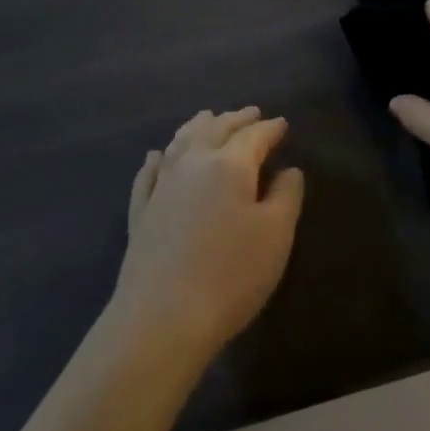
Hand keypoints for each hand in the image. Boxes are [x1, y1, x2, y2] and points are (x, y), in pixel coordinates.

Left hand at [111, 107, 304, 361]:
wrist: (161, 318)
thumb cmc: (231, 275)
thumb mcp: (275, 235)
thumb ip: (286, 196)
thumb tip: (288, 169)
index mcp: (229, 165)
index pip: (254, 136)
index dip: (270, 128)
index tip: (282, 123)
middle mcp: (192, 164)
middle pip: (214, 130)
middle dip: (235, 119)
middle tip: (250, 112)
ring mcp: (161, 187)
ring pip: (180, 143)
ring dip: (197, 126)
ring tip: (207, 117)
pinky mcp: (141, 212)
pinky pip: (149, 174)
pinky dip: (158, 159)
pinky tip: (157, 156)